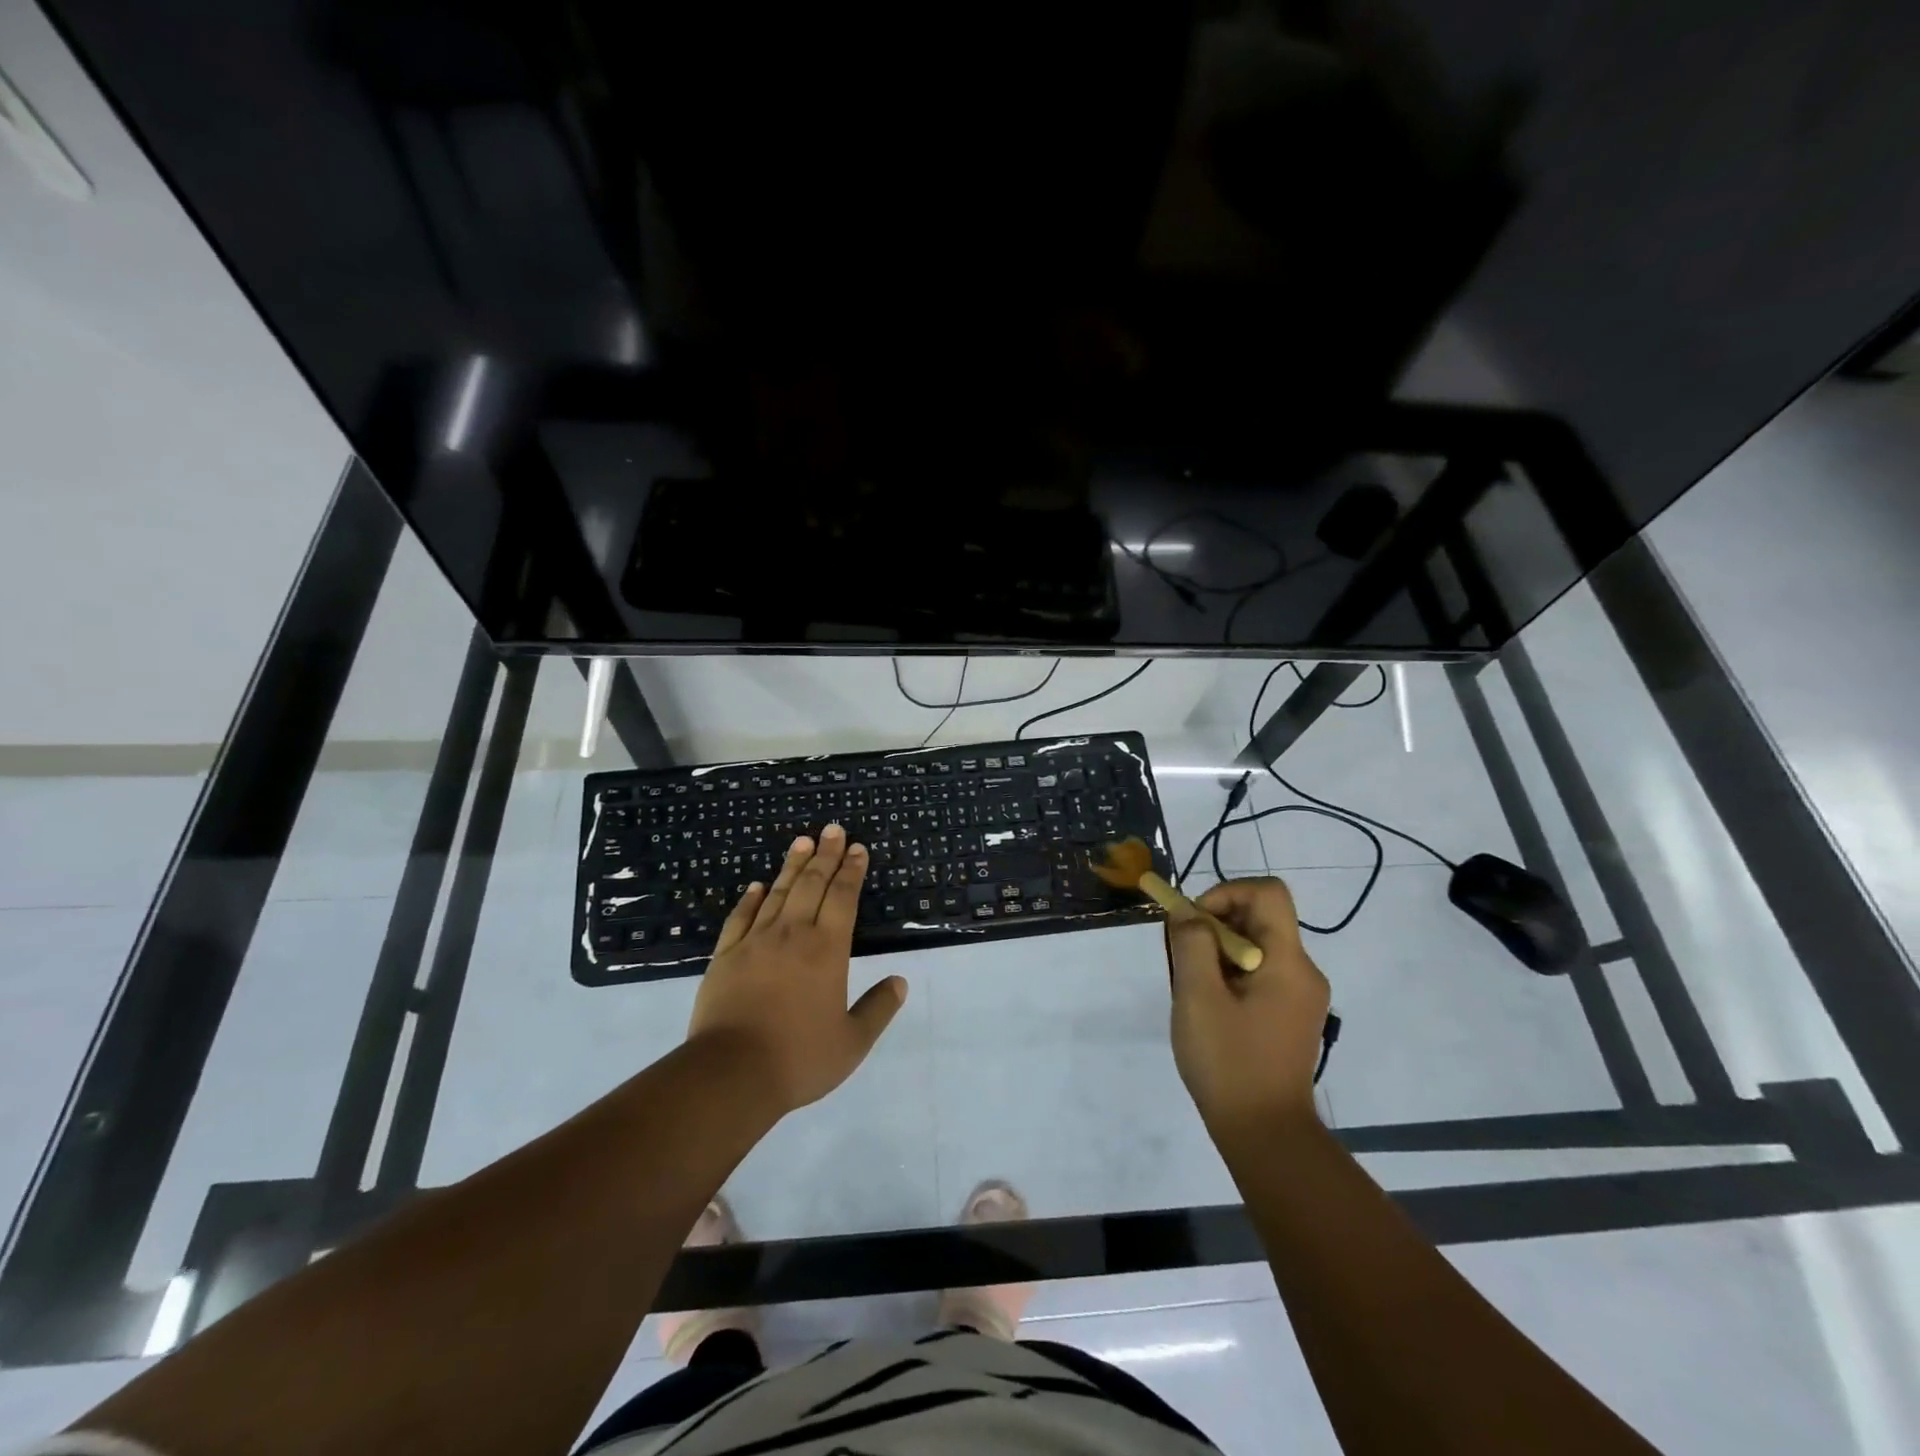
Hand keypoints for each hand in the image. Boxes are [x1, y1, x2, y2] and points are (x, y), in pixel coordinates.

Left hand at [687, 825, 907, 1114]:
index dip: (852, 871)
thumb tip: (900, 982)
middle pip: (811, 884)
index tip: (858, 848)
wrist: (730, 1074)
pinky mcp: (726, 956)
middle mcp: (793, 935)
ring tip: (802, 841)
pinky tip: (757, 885)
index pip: (843, 898)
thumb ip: (878, 1009)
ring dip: (792, 865)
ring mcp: (755, 942)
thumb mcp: (852, 1042)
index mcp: (827, 950)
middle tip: (833, 829)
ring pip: (778, 893)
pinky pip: (740, 917)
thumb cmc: (798, 1058)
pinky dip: (751, 898)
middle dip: (826, 855)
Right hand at [1166, 877, 1329, 1135]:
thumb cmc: (1230, 1062)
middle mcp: (1303, 972)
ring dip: (1217, 951)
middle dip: (1214, 925)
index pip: (1268, 893)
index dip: (1226, 892)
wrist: (1265, 1134)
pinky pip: (1259, 972)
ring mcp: (1300, 995)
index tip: (1195, 922)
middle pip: (1260, 918)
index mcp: (1289, 962)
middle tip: (1184, 957)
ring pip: (1255, 946)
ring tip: (1192, 988)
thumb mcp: (1197, 997)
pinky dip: (1229, 974)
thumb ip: (1191, 944)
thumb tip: (1188, 912)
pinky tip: (1209, 1007)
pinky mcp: (1290, 1015)